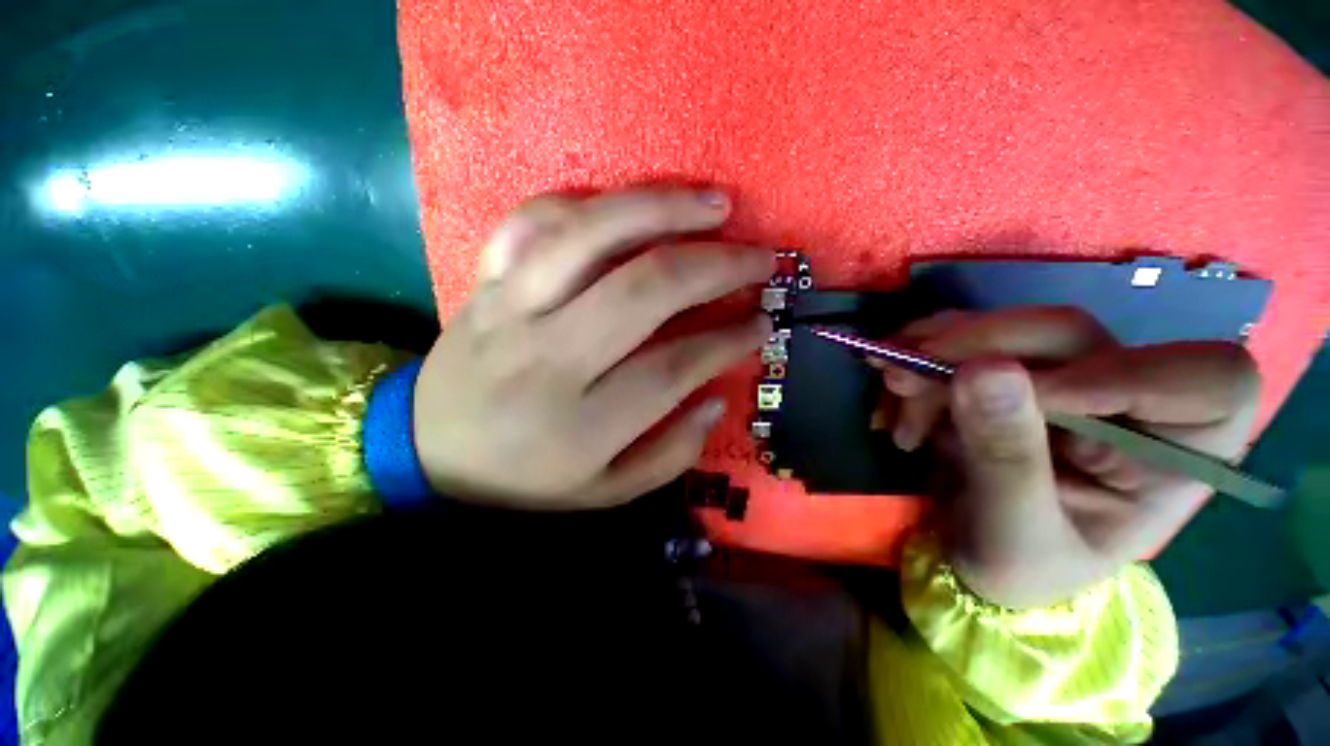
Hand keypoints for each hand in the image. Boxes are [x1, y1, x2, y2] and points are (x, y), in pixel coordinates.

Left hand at [413, 187, 773, 509]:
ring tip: (717, 205)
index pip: (674, 366)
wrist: (429, 452)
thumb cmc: (525, 478)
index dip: (729, 339)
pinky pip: (534, 221)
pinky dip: (586, 204)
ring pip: (593, 236)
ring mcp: (511, 308)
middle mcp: (549, 356)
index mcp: (581, 424)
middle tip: (760, 258)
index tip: (762, 323)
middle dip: (716, 266)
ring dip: (663, 210)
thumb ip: (670, 454)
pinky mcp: (487, 282)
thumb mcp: (605, 492)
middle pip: (645, 289)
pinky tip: (629, 207)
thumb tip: (717, 396)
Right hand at [883, 308, 1259, 607]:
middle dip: (977, 348)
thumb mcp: (1014, 533)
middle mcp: (1130, 401)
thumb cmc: (1018, 568)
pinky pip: (962, 341)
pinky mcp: (1010, 373)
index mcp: (1175, 456)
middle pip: (1071, 335)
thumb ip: (1007, 457)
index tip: (1022, 397)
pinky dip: (917, 358)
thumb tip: (981, 370)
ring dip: (932, 354)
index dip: (1118, 374)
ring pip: (1005, 331)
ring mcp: (1064, 379)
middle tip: (902, 375)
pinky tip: (894, 397)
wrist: (975, 556)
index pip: (1204, 380)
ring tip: (890, 396)